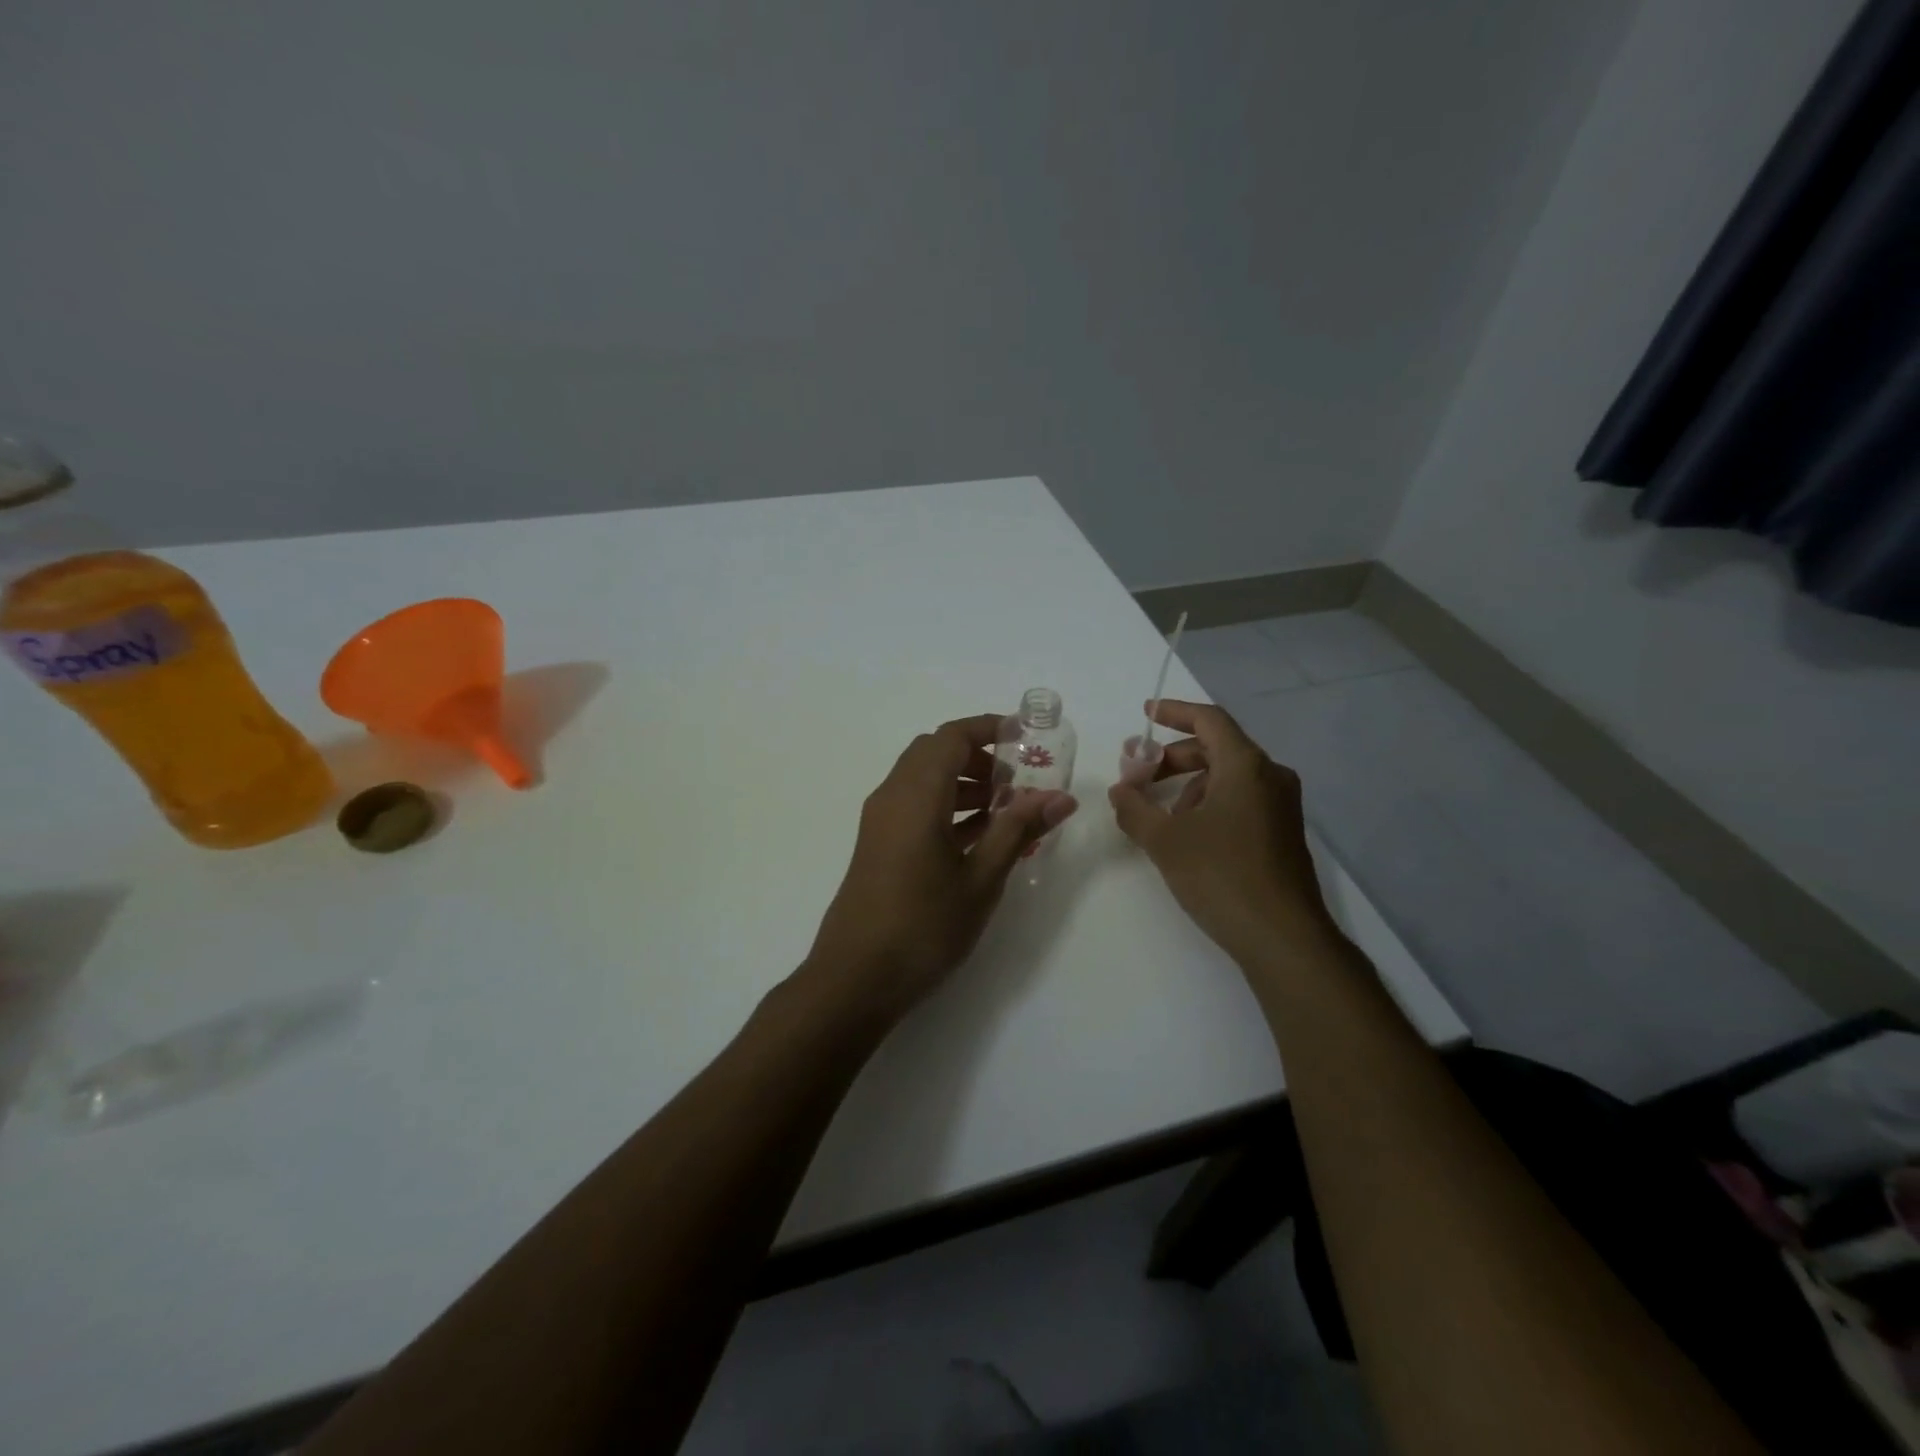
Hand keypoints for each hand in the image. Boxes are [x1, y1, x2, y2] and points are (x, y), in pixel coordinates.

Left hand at [804, 714, 1076, 1022]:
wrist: (855, 977)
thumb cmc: (923, 926)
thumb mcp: (980, 879)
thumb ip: (1018, 831)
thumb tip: (1061, 797)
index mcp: (916, 796)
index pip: (951, 737)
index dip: (988, 728)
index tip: (1024, 737)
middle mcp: (892, 796)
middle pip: (934, 752)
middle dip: (978, 756)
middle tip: (1017, 777)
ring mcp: (880, 820)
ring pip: (923, 779)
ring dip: (962, 782)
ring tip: (1006, 809)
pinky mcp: (878, 843)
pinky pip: (915, 805)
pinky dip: (946, 805)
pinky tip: (979, 836)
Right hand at [1107, 700, 1330, 962]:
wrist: (1283, 938)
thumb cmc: (1221, 876)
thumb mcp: (1165, 840)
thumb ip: (1134, 808)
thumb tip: (1120, 791)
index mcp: (1246, 766)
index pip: (1209, 720)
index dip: (1175, 712)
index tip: (1146, 714)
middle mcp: (1270, 777)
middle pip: (1216, 748)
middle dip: (1173, 757)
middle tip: (1139, 777)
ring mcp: (1281, 806)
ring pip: (1228, 777)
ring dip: (1190, 785)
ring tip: (1160, 816)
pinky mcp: (1282, 833)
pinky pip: (1240, 800)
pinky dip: (1209, 803)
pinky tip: (1188, 835)